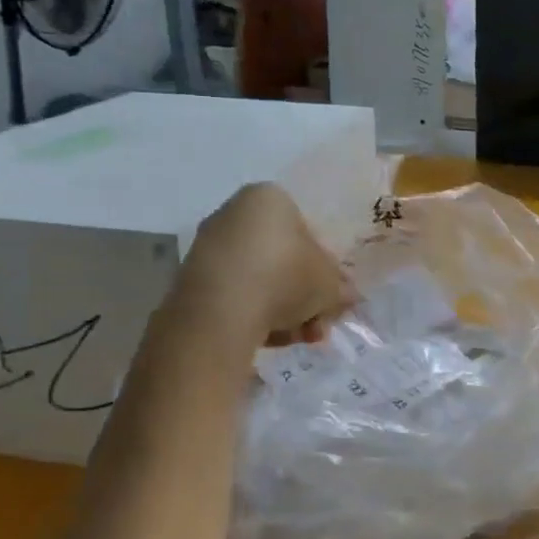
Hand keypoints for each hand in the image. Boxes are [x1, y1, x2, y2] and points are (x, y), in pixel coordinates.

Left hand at [176, 183, 354, 346]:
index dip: (325, 266)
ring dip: (284, 310)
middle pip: (282, 257)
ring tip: (300, 337)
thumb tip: (345, 296)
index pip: (307, 230)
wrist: (221, 311)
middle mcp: (234, 214)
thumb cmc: (285, 277)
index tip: (331, 293)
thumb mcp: (329, 283)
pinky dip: (255, 314)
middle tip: (319, 321)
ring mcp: (209, 247)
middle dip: (303, 294)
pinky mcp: (193, 280)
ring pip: (260, 280)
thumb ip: (340, 287)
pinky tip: (272, 339)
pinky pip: (236, 295)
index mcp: (269, 198)